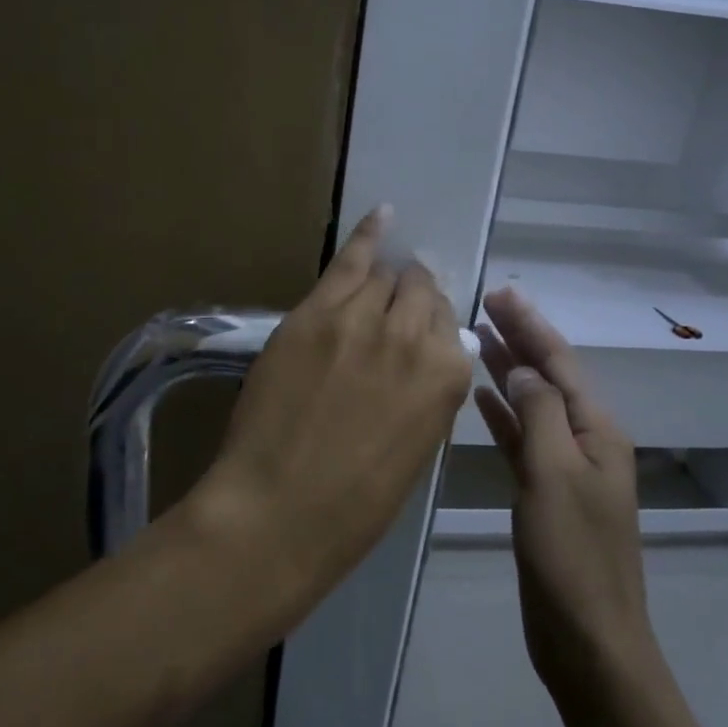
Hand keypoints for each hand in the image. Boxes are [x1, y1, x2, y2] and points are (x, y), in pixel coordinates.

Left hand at [197, 207, 472, 602]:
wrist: (279, 510)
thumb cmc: (354, 504)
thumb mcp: (414, 450)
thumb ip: (427, 394)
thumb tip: (424, 361)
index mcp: (448, 378)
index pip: (448, 325)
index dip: (429, 328)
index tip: (414, 336)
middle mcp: (414, 336)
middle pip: (420, 292)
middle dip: (411, 299)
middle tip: (393, 313)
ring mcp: (361, 318)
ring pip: (386, 276)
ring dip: (385, 281)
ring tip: (378, 283)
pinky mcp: (315, 313)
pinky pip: (349, 260)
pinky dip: (367, 235)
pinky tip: (382, 215)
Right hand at [473, 287, 653, 705]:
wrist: (587, 638)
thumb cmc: (573, 555)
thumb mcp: (555, 474)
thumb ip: (539, 414)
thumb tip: (523, 369)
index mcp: (598, 430)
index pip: (560, 361)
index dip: (530, 325)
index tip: (500, 293)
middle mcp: (585, 440)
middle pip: (548, 376)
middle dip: (519, 339)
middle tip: (484, 303)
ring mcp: (565, 467)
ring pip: (532, 404)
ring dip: (507, 371)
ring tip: (476, 338)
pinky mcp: (544, 492)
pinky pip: (522, 439)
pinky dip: (503, 414)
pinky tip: (481, 398)